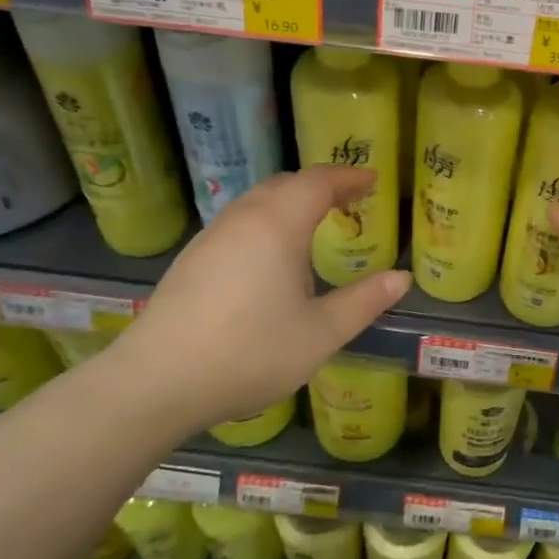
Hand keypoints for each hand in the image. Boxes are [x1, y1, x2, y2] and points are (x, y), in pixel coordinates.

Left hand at [111, 167, 410, 430]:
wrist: (157, 381)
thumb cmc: (250, 352)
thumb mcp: (321, 333)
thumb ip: (364, 302)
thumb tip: (401, 279)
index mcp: (279, 224)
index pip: (319, 182)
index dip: (349, 177)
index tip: (372, 179)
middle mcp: (244, 218)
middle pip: (286, 184)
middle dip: (320, 185)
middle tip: (348, 198)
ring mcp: (212, 237)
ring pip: (257, 201)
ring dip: (290, 201)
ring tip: (313, 223)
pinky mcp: (192, 259)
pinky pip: (239, 222)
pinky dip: (266, 220)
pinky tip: (270, 255)